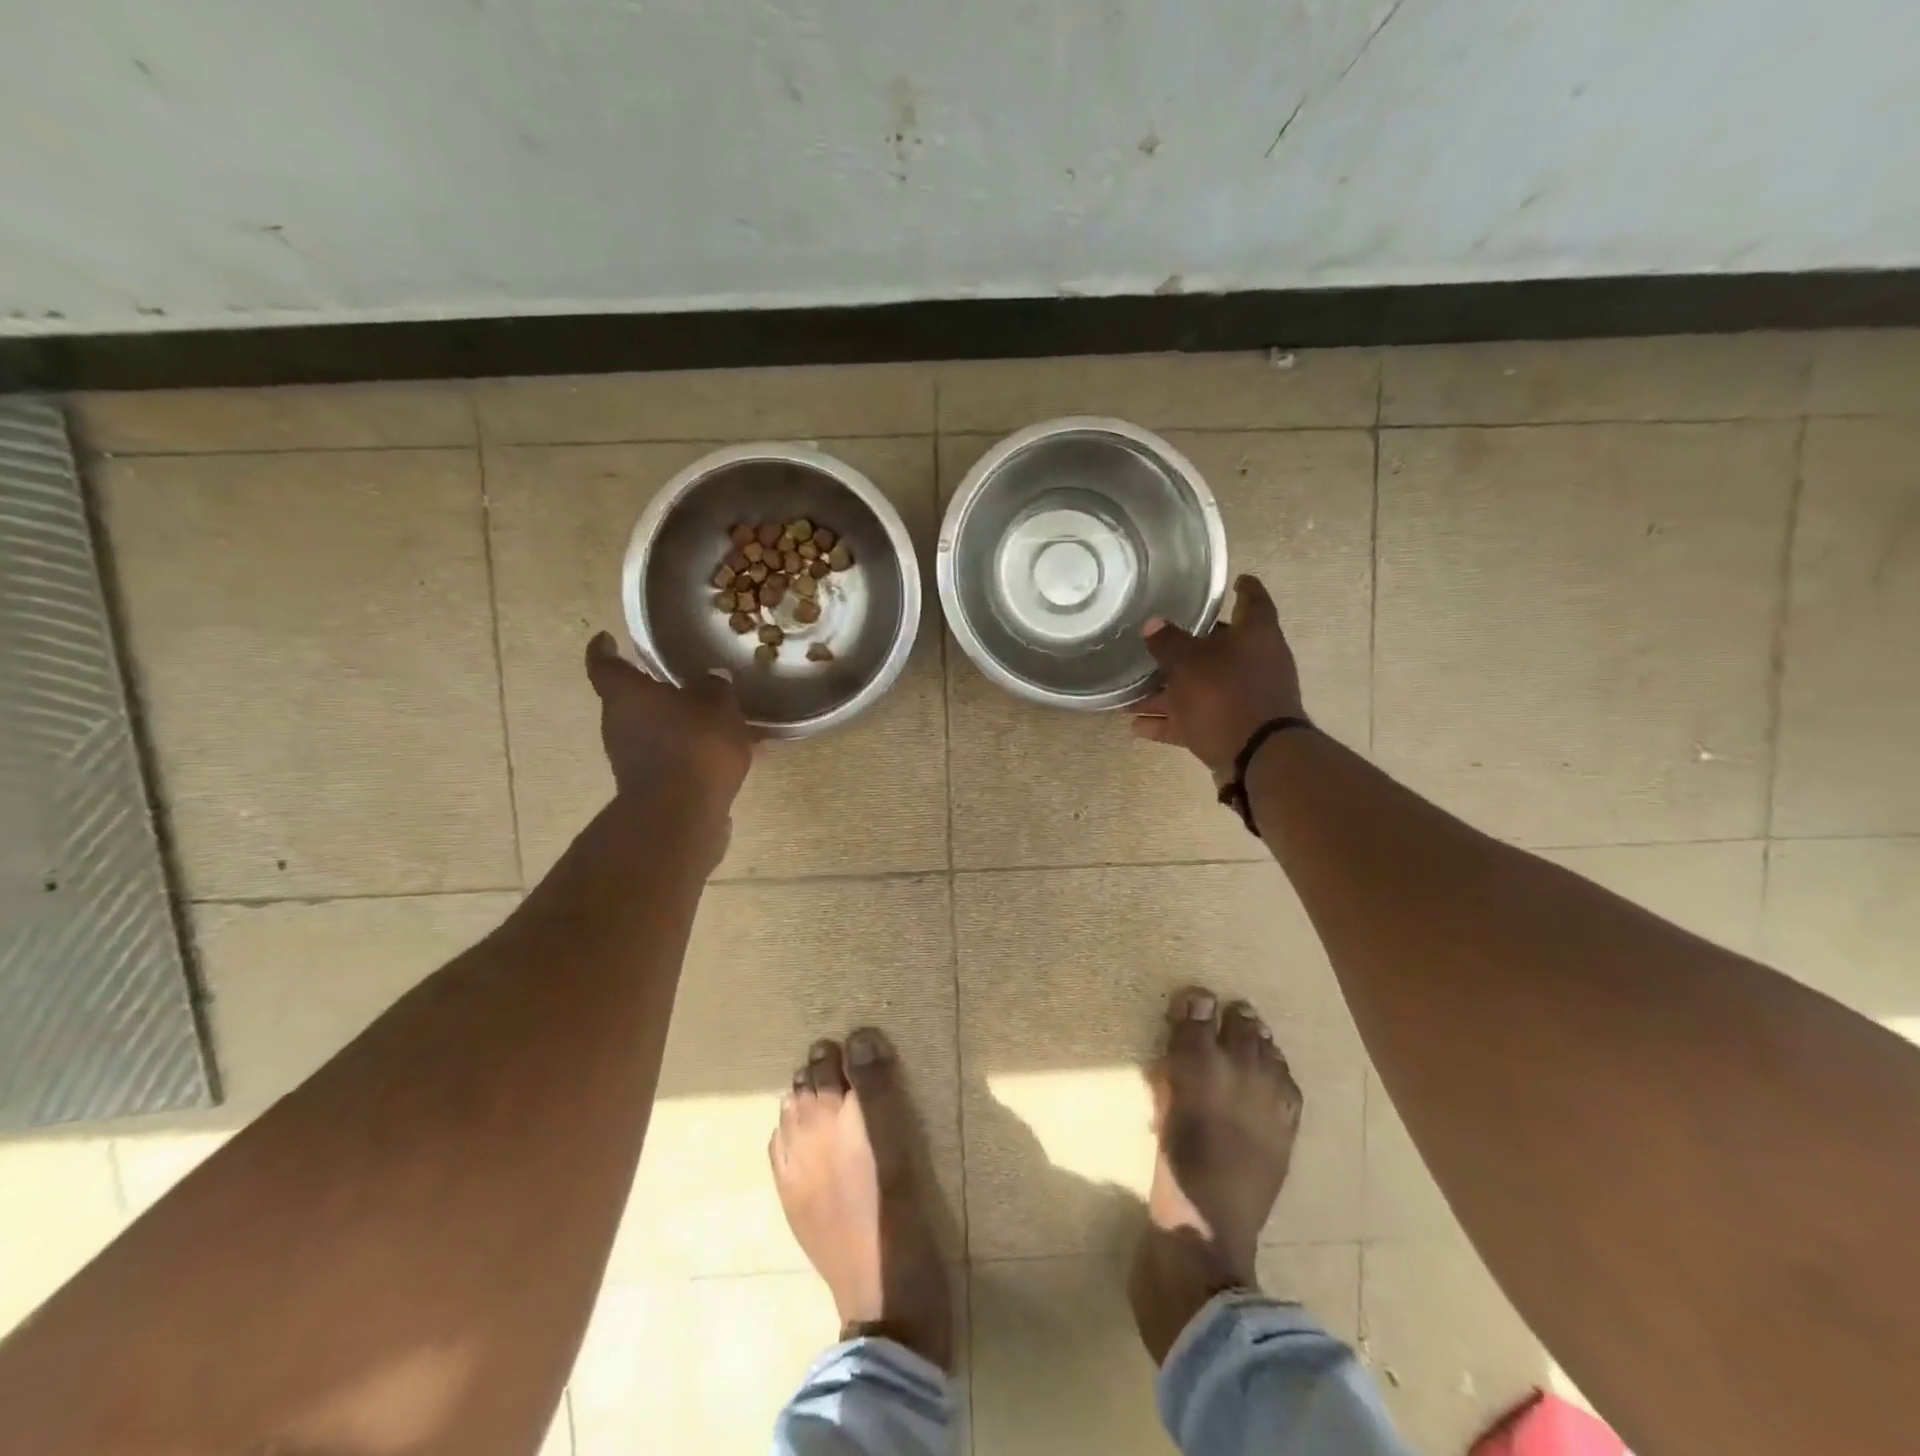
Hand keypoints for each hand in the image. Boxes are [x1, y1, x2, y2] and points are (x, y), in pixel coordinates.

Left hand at [585, 632, 754, 813]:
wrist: (681, 814)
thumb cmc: (695, 745)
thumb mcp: (718, 705)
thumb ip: (714, 688)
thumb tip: (711, 679)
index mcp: (626, 693)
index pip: (605, 663)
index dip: (604, 649)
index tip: (606, 638)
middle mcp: (618, 723)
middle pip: (630, 699)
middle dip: (655, 692)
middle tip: (684, 683)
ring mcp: (628, 758)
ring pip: (653, 730)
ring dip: (676, 725)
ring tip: (714, 722)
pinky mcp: (647, 785)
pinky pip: (670, 757)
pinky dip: (688, 752)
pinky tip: (721, 755)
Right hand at [1129, 575, 1305, 778]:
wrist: (1259, 758)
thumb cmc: (1225, 695)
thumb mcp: (1188, 663)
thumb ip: (1168, 642)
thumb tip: (1153, 623)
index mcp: (1254, 635)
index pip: (1252, 600)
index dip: (1242, 588)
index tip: (1234, 580)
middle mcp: (1255, 662)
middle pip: (1217, 648)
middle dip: (1184, 649)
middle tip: (1156, 643)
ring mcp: (1245, 698)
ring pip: (1200, 687)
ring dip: (1167, 693)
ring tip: (1129, 698)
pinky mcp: (1234, 728)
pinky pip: (1196, 718)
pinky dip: (1170, 721)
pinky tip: (1138, 727)